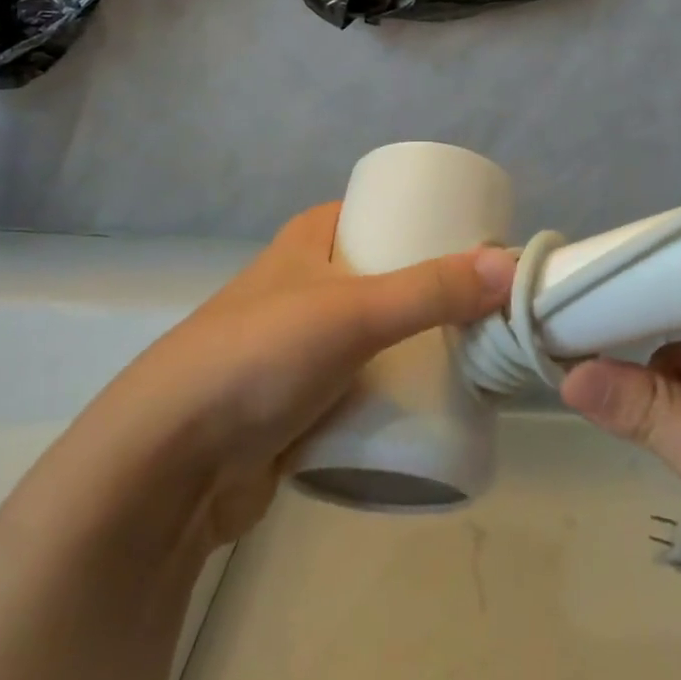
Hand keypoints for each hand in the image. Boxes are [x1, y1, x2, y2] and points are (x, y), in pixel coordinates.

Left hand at [92, 204, 515, 547]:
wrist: (168, 467)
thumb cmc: (258, 359)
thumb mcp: (352, 311)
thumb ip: (431, 290)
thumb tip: (513, 265)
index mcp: (308, 242)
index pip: (380, 212)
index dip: (429, 221)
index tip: (481, 245)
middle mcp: (306, 286)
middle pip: (390, 277)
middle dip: (439, 293)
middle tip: (492, 308)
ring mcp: (302, 347)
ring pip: (381, 334)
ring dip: (424, 344)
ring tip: (480, 355)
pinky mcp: (302, 402)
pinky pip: (366, 384)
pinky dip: (399, 388)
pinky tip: (438, 401)